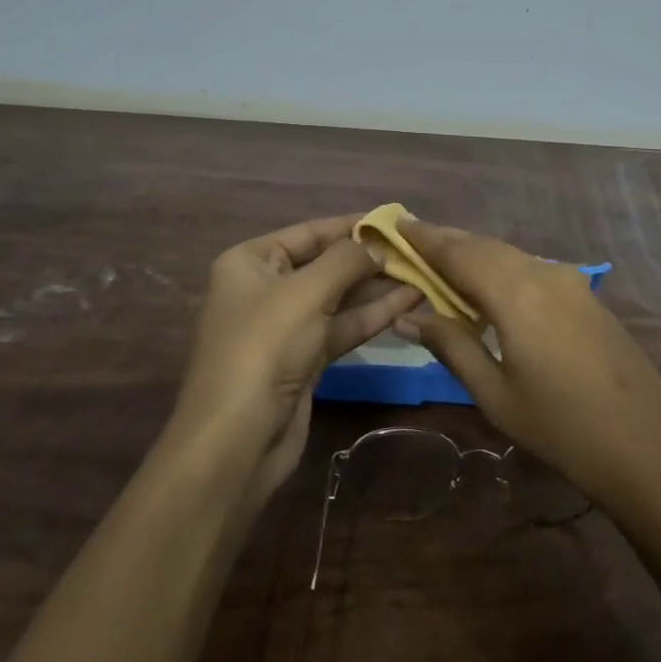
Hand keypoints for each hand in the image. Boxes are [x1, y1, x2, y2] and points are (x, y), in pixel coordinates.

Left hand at [170, 215, 421, 503]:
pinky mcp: (304, 360)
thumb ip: (346, 260)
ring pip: (339, 298)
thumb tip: (377, 245)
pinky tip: (409, 302)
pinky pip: (342, 327)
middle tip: (419, 250)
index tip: (397, 219)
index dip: (353, 225)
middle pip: (327, 264)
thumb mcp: (306, 292)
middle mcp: (266, 288)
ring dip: (378, 287)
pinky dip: (373, 316)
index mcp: (251, 262)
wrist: (236, 442)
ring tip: (423, 273)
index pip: (310, 232)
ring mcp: (286, 327)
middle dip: (370, 258)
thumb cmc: (263, 349)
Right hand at [394, 218, 660, 509]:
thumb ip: (452, 346)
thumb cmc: (563, 428)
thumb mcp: (496, 394)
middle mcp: (544, 274)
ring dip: (475, 254)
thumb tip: (408, 317)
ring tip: (442, 262)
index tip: (395, 223)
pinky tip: (489, 287)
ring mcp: (571, 282)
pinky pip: (533, 269)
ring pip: (511, 255)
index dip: (425, 238)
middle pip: (485, 246)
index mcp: (517, 293)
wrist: (650, 448)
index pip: (459, 253)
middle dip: (447, 241)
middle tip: (411, 240)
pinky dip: (502, 268)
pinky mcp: (587, 297)